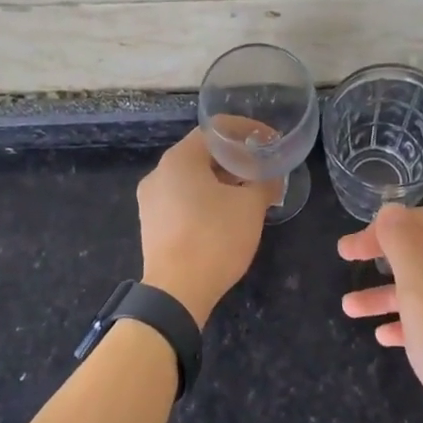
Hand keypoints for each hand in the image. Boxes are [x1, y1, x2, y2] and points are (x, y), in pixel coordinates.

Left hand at [137, 129, 276, 324]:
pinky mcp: (151, 224)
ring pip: (191, 178)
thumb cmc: (215, 238)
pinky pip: (181, 199)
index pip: (216, 130)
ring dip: (221, 180)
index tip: (269, 141)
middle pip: (202, 153)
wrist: (176, 292)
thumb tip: (272, 177)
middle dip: (235, 158)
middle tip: (262, 168)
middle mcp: (159, 172)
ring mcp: (150, 199)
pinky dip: (205, 199)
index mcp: (180, 159)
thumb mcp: (251, 207)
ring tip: (248, 192)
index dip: (247, 131)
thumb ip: (264, 182)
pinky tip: (225, 215)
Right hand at [339, 205, 422, 422]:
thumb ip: (404, 248)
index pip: (418, 222)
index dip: (382, 226)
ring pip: (422, 287)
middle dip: (379, 254)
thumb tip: (390, 210)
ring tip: (350, 309)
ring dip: (384, 292)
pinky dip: (405, 320)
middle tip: (345, 261)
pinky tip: (385, 337)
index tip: (352, 248)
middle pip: (419, 251)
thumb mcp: (421, 293)